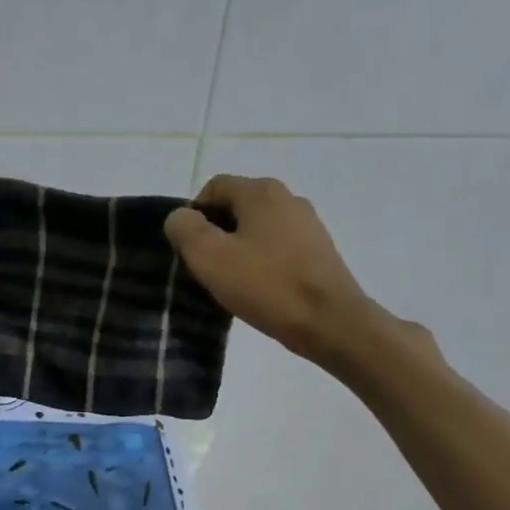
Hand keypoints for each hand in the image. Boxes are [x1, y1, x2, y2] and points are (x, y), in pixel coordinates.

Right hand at [164, 175, 389, 369]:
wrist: (329, 322)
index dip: (193, 216)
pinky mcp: (318, 250)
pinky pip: (276, 247)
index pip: (213, 187)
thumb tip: (180, 217)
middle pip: (236, 207)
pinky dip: (261, 263)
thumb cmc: (265, 285)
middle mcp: (288, 198)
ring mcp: (307, 224)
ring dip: (237, 250)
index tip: (189, 251)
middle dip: (215, 234)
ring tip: (231, 283)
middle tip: (206, 270)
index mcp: (261, 191)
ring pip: (256, 229)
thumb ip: (185, 229)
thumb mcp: (209, 257)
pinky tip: (258, 289)